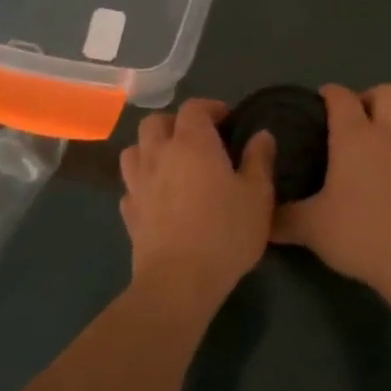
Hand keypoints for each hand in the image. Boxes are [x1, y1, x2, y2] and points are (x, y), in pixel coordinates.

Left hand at [120, 99, 274, 318]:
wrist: (179, 283)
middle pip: (156, 122)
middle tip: (198, 139)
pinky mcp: (128, 213)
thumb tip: (261, 135)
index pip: (194, 107)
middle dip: (175, 123)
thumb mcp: (258, 195)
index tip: (228, 120)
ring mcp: (138, 183)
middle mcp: (160, 154)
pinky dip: (142, 184)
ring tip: (172, 164)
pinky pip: (131, 186)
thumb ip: (259, 159)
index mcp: (193, 142)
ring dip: (151, 149)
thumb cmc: (225, 232)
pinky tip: (158, 198)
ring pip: (134, 150)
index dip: (210, 108)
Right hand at [273, 84, 390, 295]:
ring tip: (378, 145)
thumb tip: (260, 218)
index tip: (317, 103)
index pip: (342, 96)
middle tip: (351, 122)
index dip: (329, 93)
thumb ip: (282, 219)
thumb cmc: (360, 232)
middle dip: (369, 98)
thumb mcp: (310, 228)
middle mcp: (387, 136)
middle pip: (388, 92)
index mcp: (355, 137)